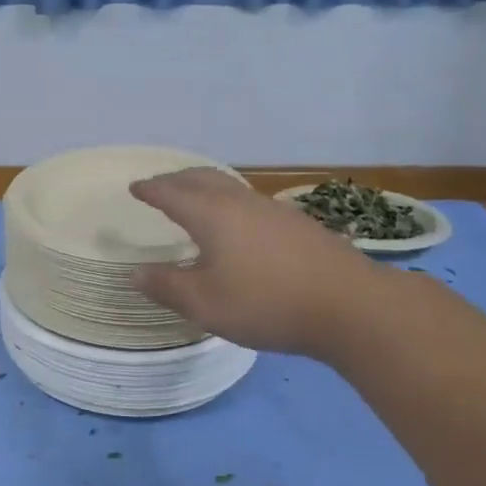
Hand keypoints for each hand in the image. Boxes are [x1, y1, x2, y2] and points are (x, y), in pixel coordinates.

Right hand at [128, 168, 384, 355]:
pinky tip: (236, 226)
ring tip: (194, 201)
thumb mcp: (205, 304)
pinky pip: (249, 202)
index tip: (135, 187)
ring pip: (229, 187)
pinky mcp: (297, 225)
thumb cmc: (267, 303)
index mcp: (212, 215)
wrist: (351, 306)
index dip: (150, 189)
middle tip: (159, 186)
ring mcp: (273, 210)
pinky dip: (228, 203)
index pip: (172, 193)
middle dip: (176, 180)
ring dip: (204, 188)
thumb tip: (135, 273)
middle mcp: (241, 203)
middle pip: (202, 178)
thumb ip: (167, 287)